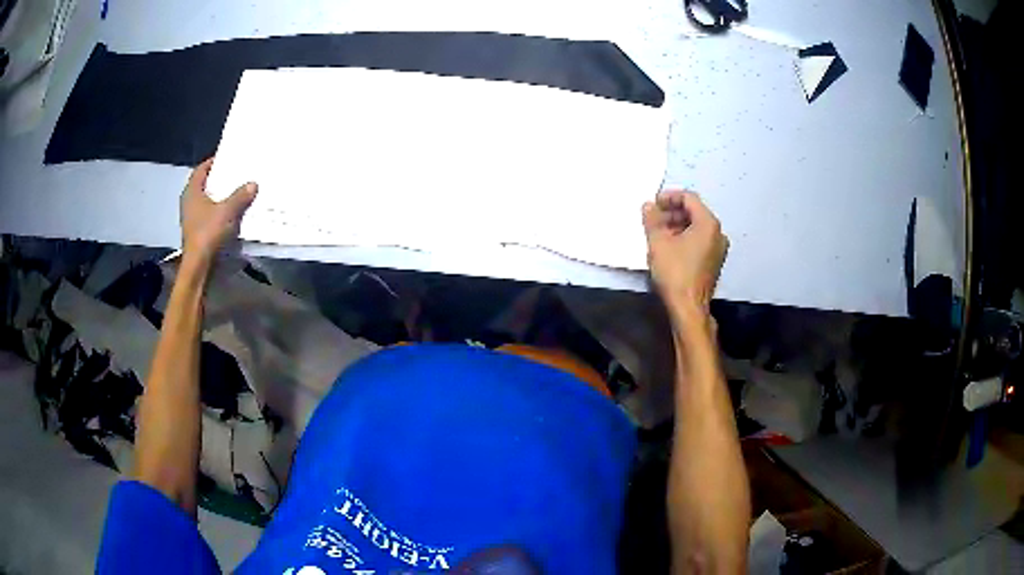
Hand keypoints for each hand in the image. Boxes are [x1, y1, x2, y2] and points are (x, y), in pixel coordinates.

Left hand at [180, 158, 257, 262]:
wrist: (199, 266)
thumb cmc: (208, 233)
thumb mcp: (227, 211)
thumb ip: (240, 196)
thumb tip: (253, 184)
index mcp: (192, 192)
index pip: (201, 169)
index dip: (213, 162)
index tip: (227, 158)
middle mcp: (189, 202)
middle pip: (204, 184)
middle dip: (219, 179)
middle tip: (235, 173)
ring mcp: (191, 218)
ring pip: (207, 200)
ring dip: (220, 196)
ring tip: (237, 191)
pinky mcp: (197, 231)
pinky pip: (209, 214)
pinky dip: (219, 211)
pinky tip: (232, 212)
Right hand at [643, 190, 727, 310]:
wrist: (688, 308)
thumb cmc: (675, 273)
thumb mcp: (658, 243)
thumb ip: (652, 219)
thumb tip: (648, 206)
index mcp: (708, 224)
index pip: (689, 198)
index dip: (669, 197)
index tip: (653, 204)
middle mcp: (718, 233)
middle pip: (694, 212)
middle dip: (672, 212)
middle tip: (653, 219)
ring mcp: (718, 249)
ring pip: (696, 228)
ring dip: (677, 226)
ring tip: (658, 233)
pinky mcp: (714, 262)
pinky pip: (700, 241)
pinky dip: (685, 238)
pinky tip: (669, 247)